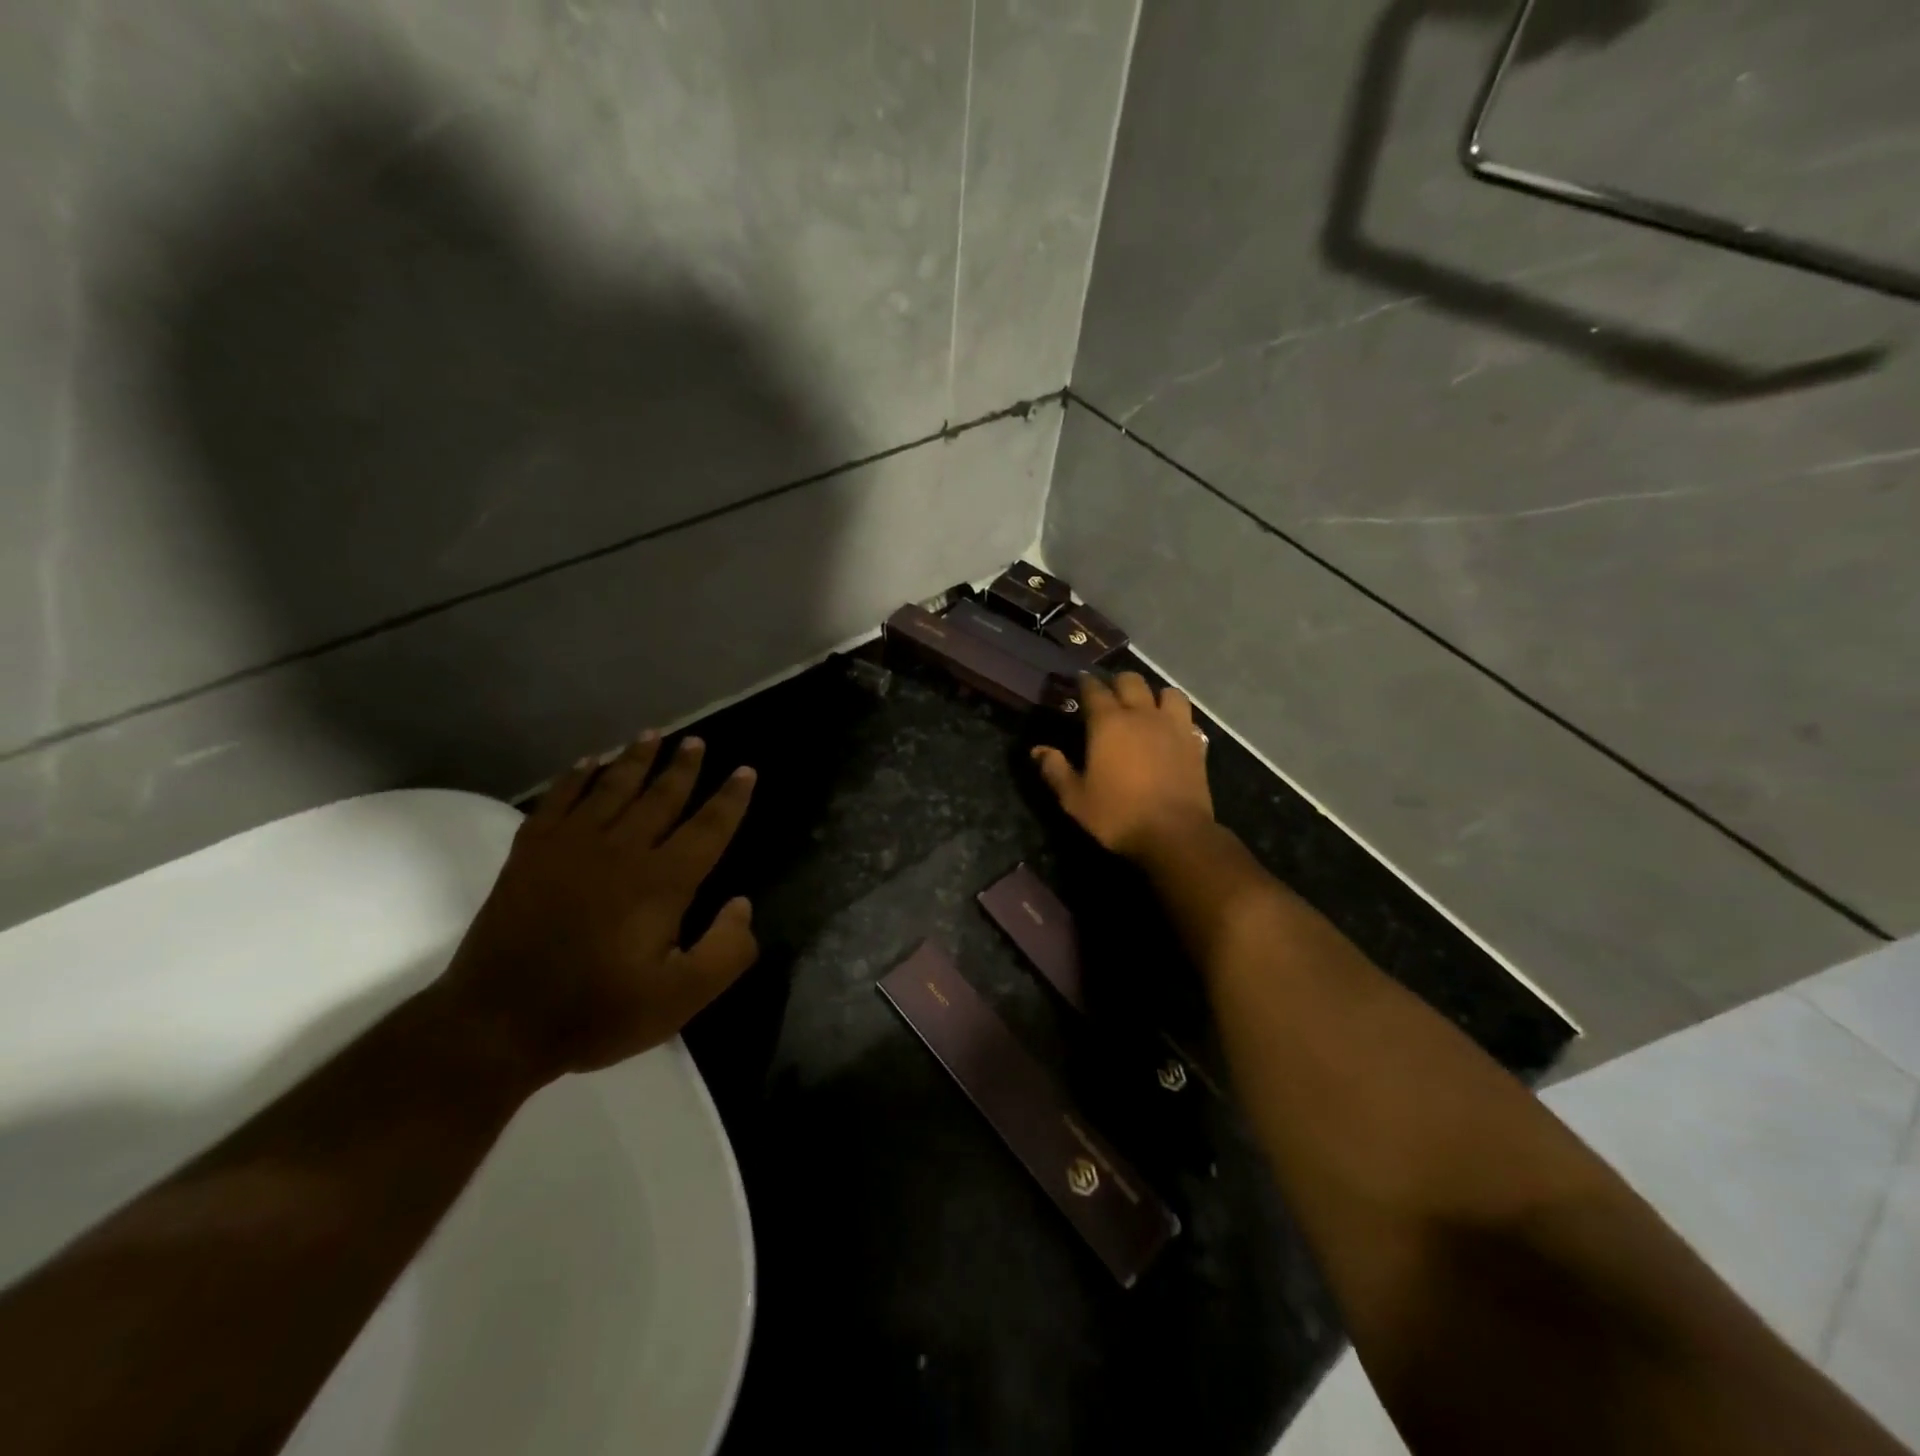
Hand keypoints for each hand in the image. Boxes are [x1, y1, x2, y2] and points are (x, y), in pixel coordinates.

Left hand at [437, 733, 758, 1085]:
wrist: (496, 1024)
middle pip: (661, 796)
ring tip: (651, 735)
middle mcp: (622, 851)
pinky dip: (575, 776)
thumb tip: (742, 903)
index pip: (708, 828)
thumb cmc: (596, 1012)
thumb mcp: (680, 999)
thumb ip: (725, 952)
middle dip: (683, 767)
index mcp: (662, 882)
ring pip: (612, 788)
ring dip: (635, 759)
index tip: (745, 771)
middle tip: (696, 741)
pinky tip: (588, 762)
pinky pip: (558, 799)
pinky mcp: (530, 852)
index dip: (730, 799)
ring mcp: (571, 846)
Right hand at [1031, 672, 1213, 859]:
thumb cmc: (1118, 815)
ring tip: (1146, 708)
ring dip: (1154, 695)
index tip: (1079, 681)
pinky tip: (1171, 731)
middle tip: (1110, 695)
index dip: (1085, 682)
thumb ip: (1055, 770)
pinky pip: (1187, 717)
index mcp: (1108, 723)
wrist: (1174, 834)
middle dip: (1118, 682)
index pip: (1094, 690)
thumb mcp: (1075, 799)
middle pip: (1131, 681)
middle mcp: (1142, 715)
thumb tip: (1038, 750)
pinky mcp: (1196, 743)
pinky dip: (1176, 718)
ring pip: (1167, 692)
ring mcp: (1173, 726)